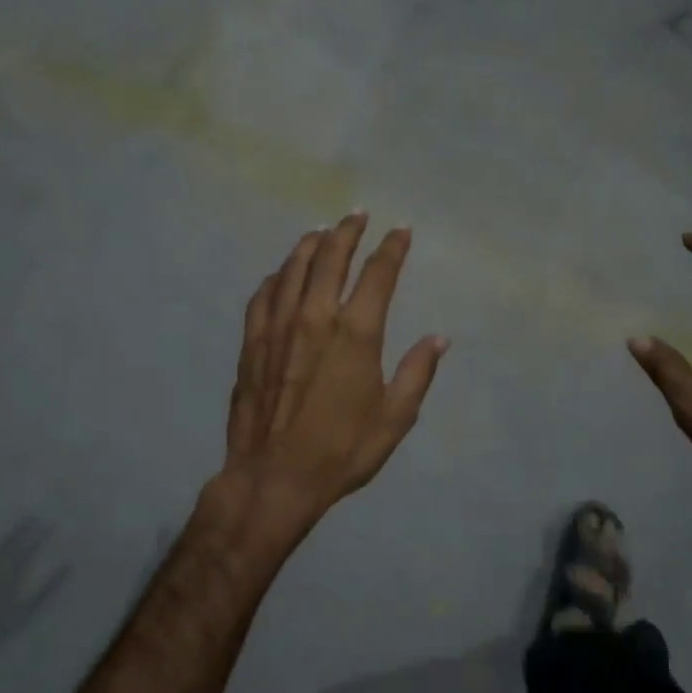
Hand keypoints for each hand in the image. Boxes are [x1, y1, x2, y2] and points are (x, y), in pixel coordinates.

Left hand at [208, 213, 447, 552]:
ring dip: (309, 244)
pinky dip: (276, 277)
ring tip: (320, 231)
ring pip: (293, 268)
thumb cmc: (341, 450)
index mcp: (356, 333)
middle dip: (347, 230)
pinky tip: (280, 274)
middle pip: (331, 257)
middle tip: (357, 214)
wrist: (274, 478)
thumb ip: (417, 372)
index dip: (392, 247)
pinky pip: (263, 295)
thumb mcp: (394, 418)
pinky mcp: (252, 343)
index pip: (378, 274)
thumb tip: (439, 338)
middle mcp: (315, 317)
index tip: (401, 229)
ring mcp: (278, 327)